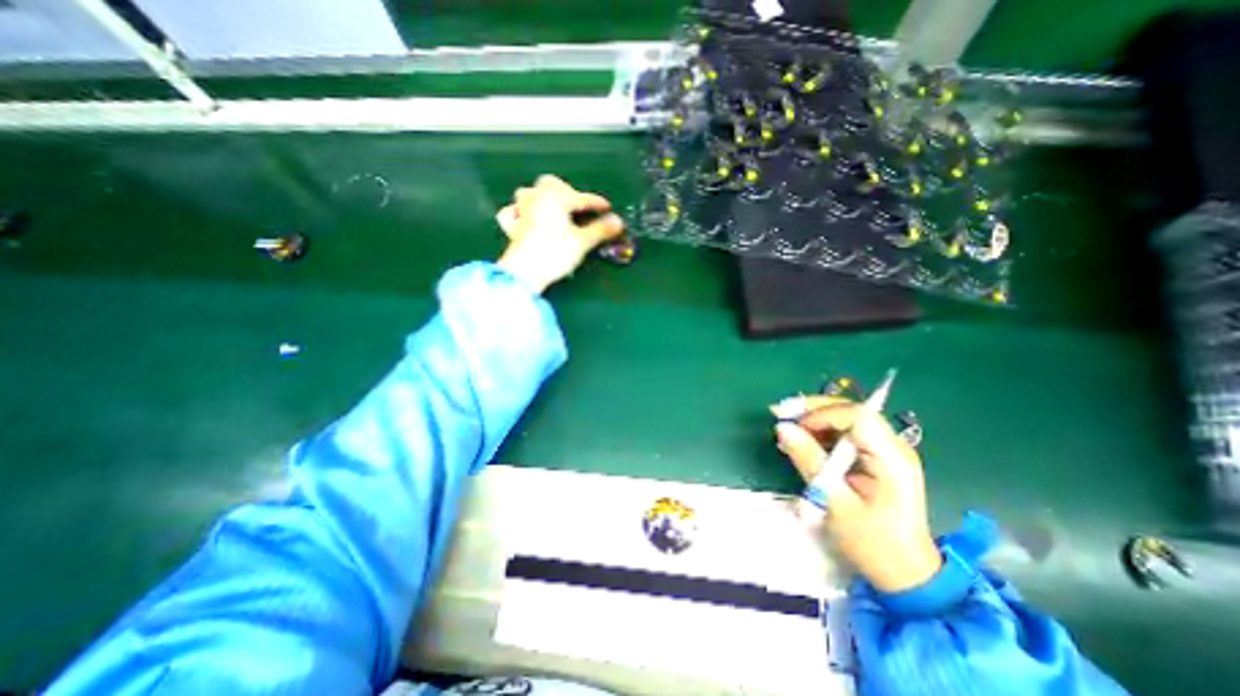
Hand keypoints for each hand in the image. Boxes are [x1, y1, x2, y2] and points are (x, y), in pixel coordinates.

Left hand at [494, 177, 624, 293]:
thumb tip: (618, 221)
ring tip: (556, 210)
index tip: (607, 208)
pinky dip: (521, 212)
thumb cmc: (555, 253)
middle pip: (551, 184)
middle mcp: (536, 198)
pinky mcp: (513, 227)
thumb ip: (600, 230)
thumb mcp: (582, 242)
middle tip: (580, 208)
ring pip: (530, 193)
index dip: (596, 203)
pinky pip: (514, 212)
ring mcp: (522, 211)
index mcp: (555, 198)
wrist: (525, 272)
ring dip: (544, 197)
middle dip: (567, 192)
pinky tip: (527, 219)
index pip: (581, 197)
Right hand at [771, 398, 939, 591]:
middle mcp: (892, 446)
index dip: (822, 414)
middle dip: (813, 408)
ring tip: (786, 428)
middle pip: (851, 410)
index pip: (858, 416)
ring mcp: (885, 450)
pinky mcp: (875, 457)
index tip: (793, 426)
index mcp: (892, 458)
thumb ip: (809, 461)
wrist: (906, 574)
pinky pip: (844, 433)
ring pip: (845, 418)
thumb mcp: (835, 502)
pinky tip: (801, 440)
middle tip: (780, 413)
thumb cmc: (873, 543)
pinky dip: (820, 433)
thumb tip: (782, 428)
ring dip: (813, 419)